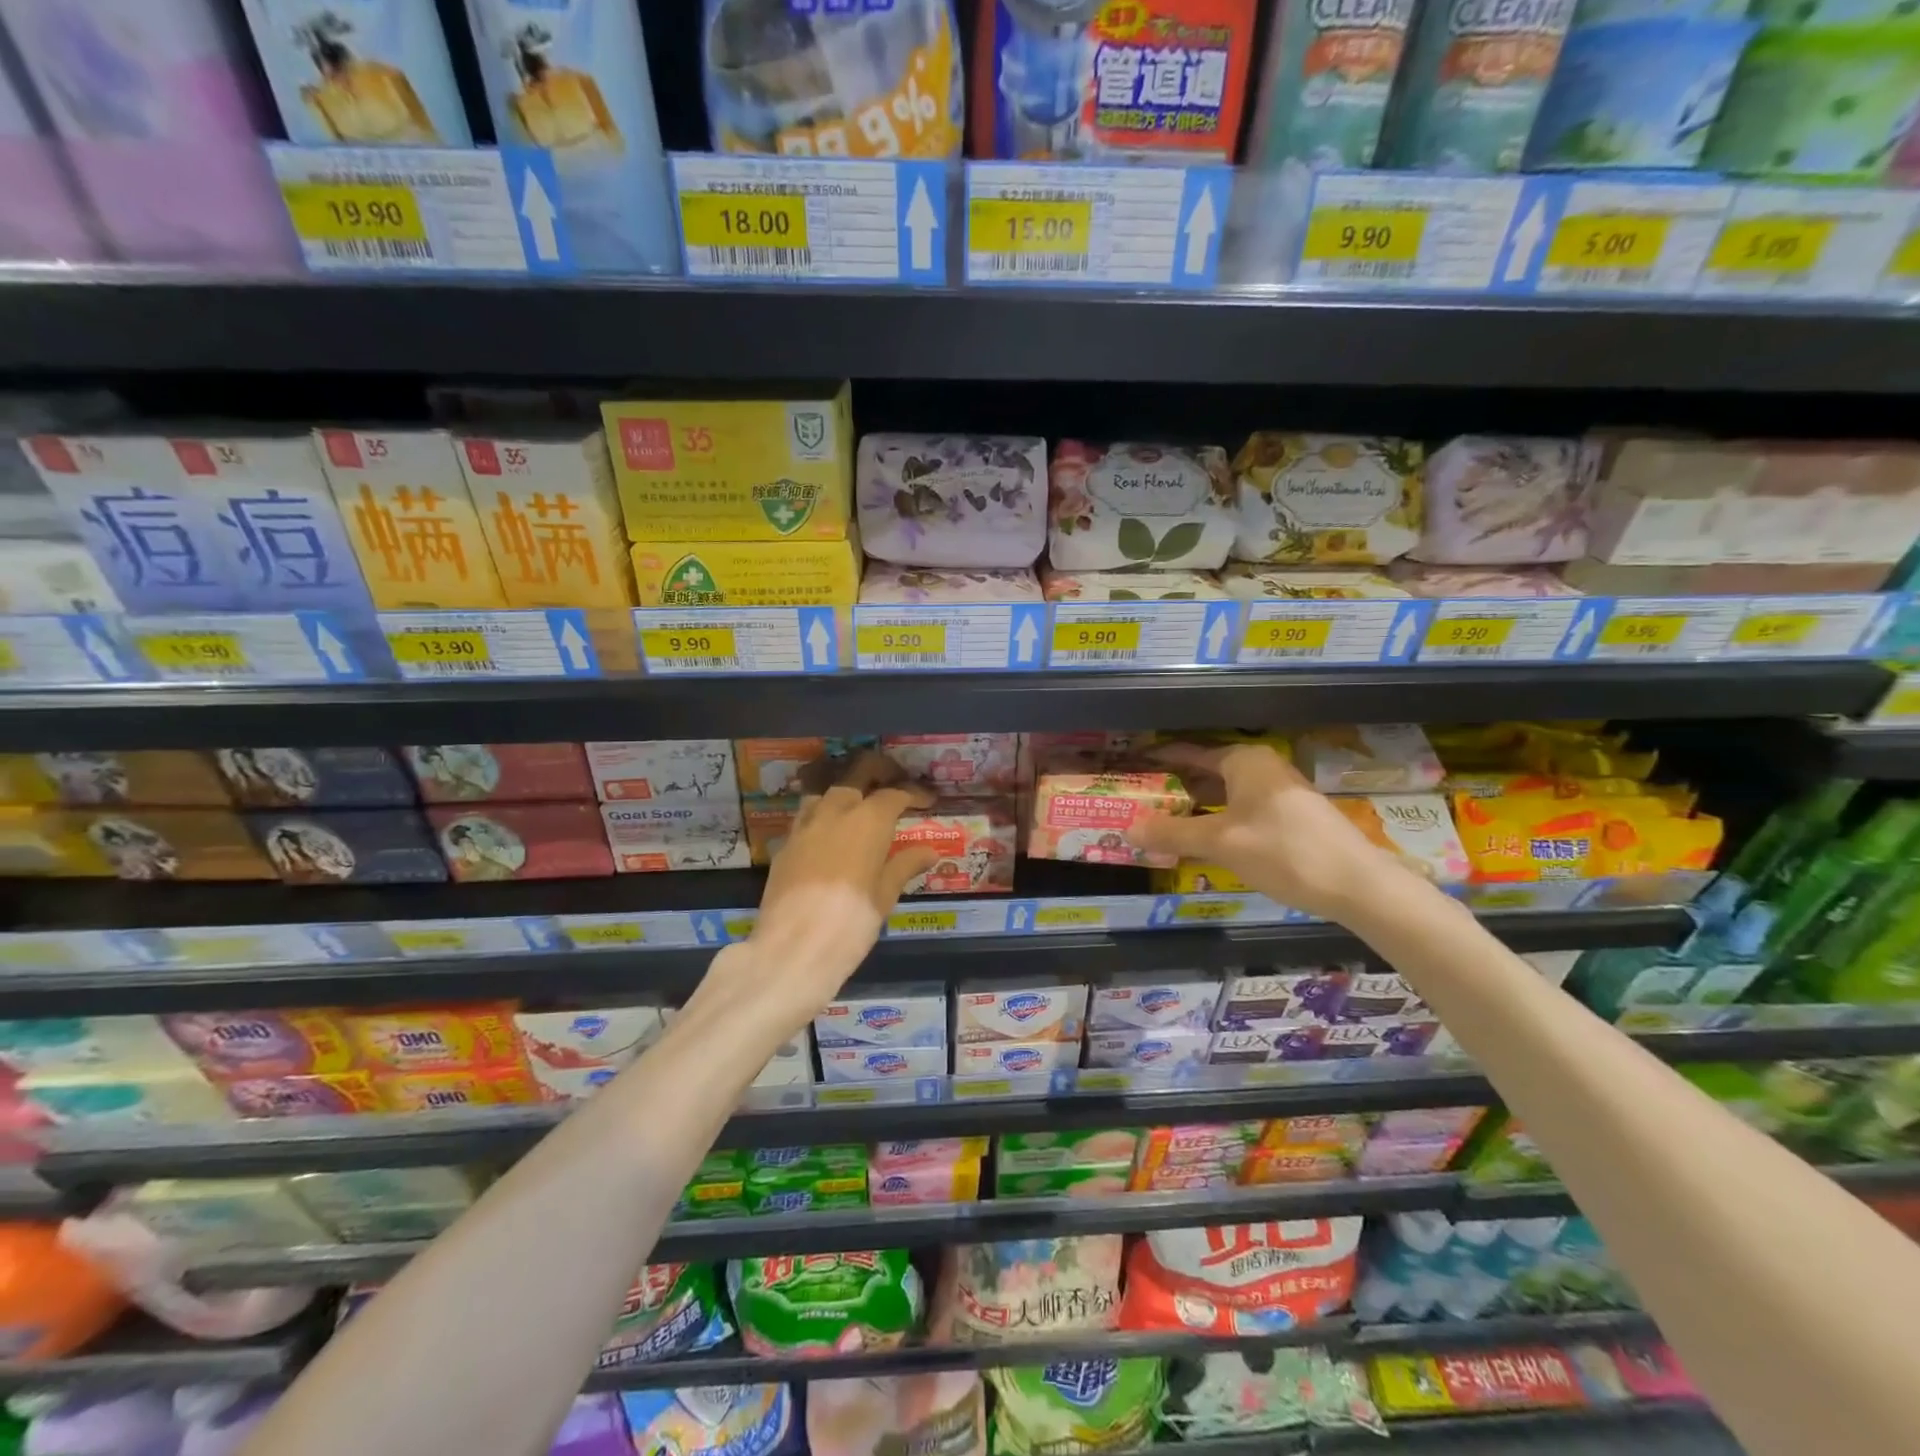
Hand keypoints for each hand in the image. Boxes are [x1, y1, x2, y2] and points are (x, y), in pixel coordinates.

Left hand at [710, 752, 936, 1025]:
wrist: (792, 948)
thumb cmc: (851, 922)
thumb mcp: (885, 896)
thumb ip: (905, 866)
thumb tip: (929, 852)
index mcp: (868, 820)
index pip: (895, 794)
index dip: (914, 794)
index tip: (927, 801)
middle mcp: (835, 811)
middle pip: (857, 774)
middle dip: (878, 771)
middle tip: (894, 780)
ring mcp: (804, 826)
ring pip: (826, 792)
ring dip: (846, 790)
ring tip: (860, 803)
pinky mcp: (784, 845)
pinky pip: (807, 817)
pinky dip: (823, 815)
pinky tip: (830, 833)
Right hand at [1127, 743, 1412, 922]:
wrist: (1358, 885)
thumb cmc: (1284, 852)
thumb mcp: (1221, 843)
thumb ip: (1173, 834)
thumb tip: (1128, 830)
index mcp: (1244, 760)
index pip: (1189, 752)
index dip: (1159, 759)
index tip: (1131, 766)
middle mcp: (1262, 768)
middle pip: (1206, 773)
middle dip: (1175, 788)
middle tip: (1140, 802)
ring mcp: (1279, 792)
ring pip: (1224, 794)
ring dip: (1195, 808)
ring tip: (1161, 823)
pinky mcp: (1291, 817)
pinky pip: (1241, 810)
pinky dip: (1218, 820)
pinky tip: (1203, 841)